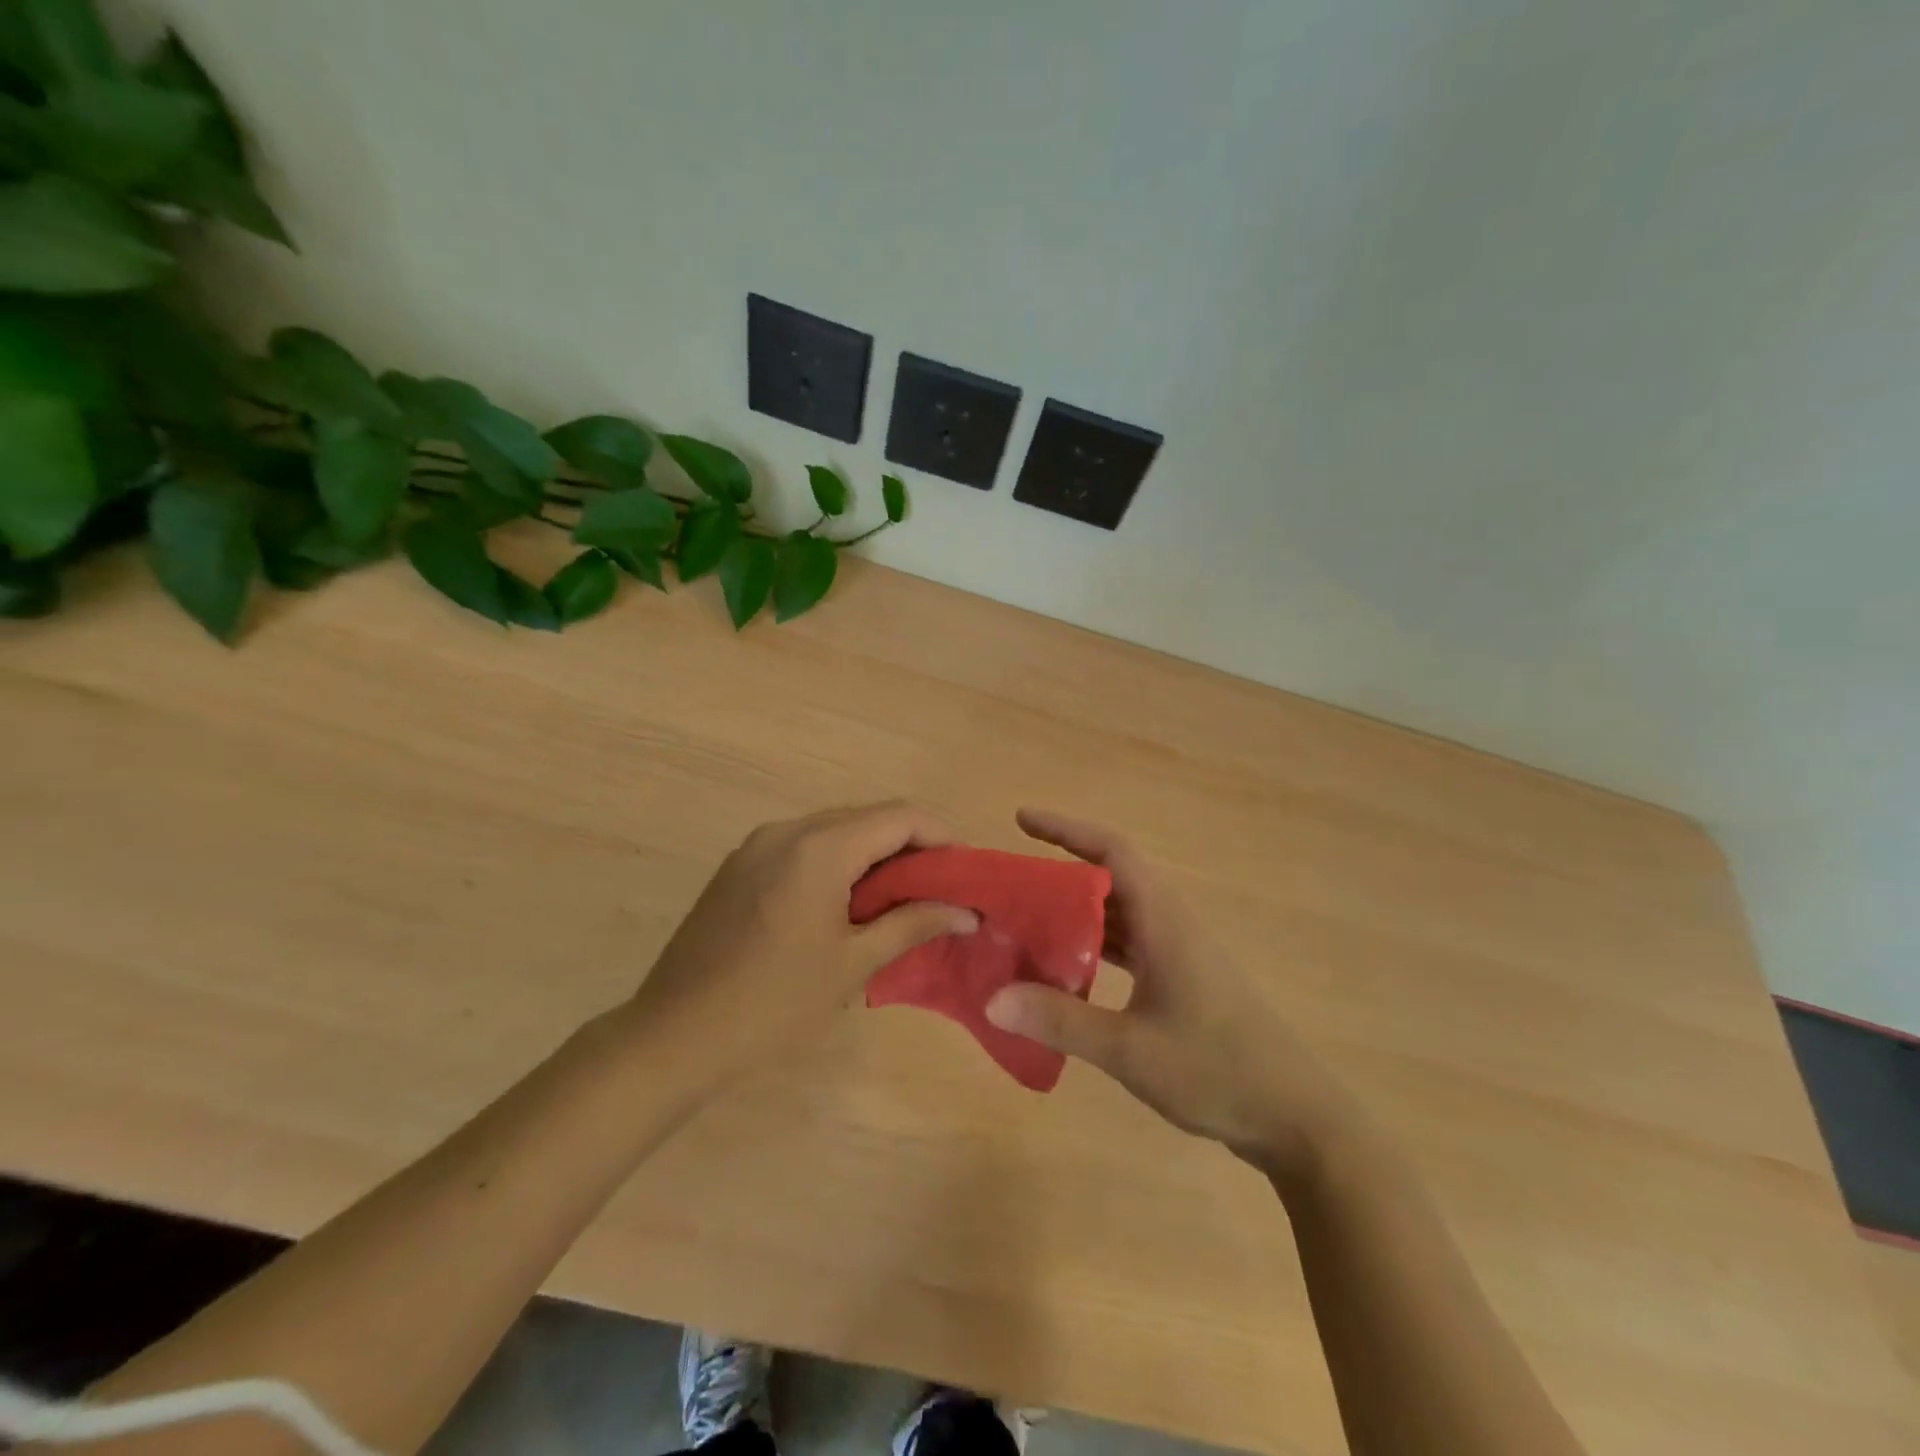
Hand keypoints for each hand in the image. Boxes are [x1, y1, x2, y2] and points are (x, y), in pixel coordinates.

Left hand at [621, 802, 977, 1088]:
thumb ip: (913, 924)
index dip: (941, 835)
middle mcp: (787, 830)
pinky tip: (847, 902)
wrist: (673, 1037)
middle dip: (910, 845)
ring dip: (873, 854)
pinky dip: (837, 862)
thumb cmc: (774, 1003)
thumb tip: (966, 911)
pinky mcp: (738, 866)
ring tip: (900, 897)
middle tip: (939, 887)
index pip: (899, 816)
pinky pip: (803, 847)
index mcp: (819, 847)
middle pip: (867, 817)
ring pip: (834, 830)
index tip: (965, 870)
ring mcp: (756, 845)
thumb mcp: (853, 963)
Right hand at [985, 809, 1354, 1174]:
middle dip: (1058, 874)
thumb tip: (991, 998)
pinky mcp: (1182, 982)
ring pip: (1118, 915)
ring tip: (1024, 923)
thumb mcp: (1130, 1049)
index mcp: (1163, 921)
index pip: (1112, 850)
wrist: (1296, 1119)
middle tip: (1008, 887)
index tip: (1023, 819)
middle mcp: (1170, 925)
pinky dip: (1093, 948)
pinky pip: (1128, 946)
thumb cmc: (1217, 1071)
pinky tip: (1064, 973)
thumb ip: (1060, 1021)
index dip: (1066, 829)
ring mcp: (1179, 954)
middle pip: (1109, 880)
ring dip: (1074, 913)